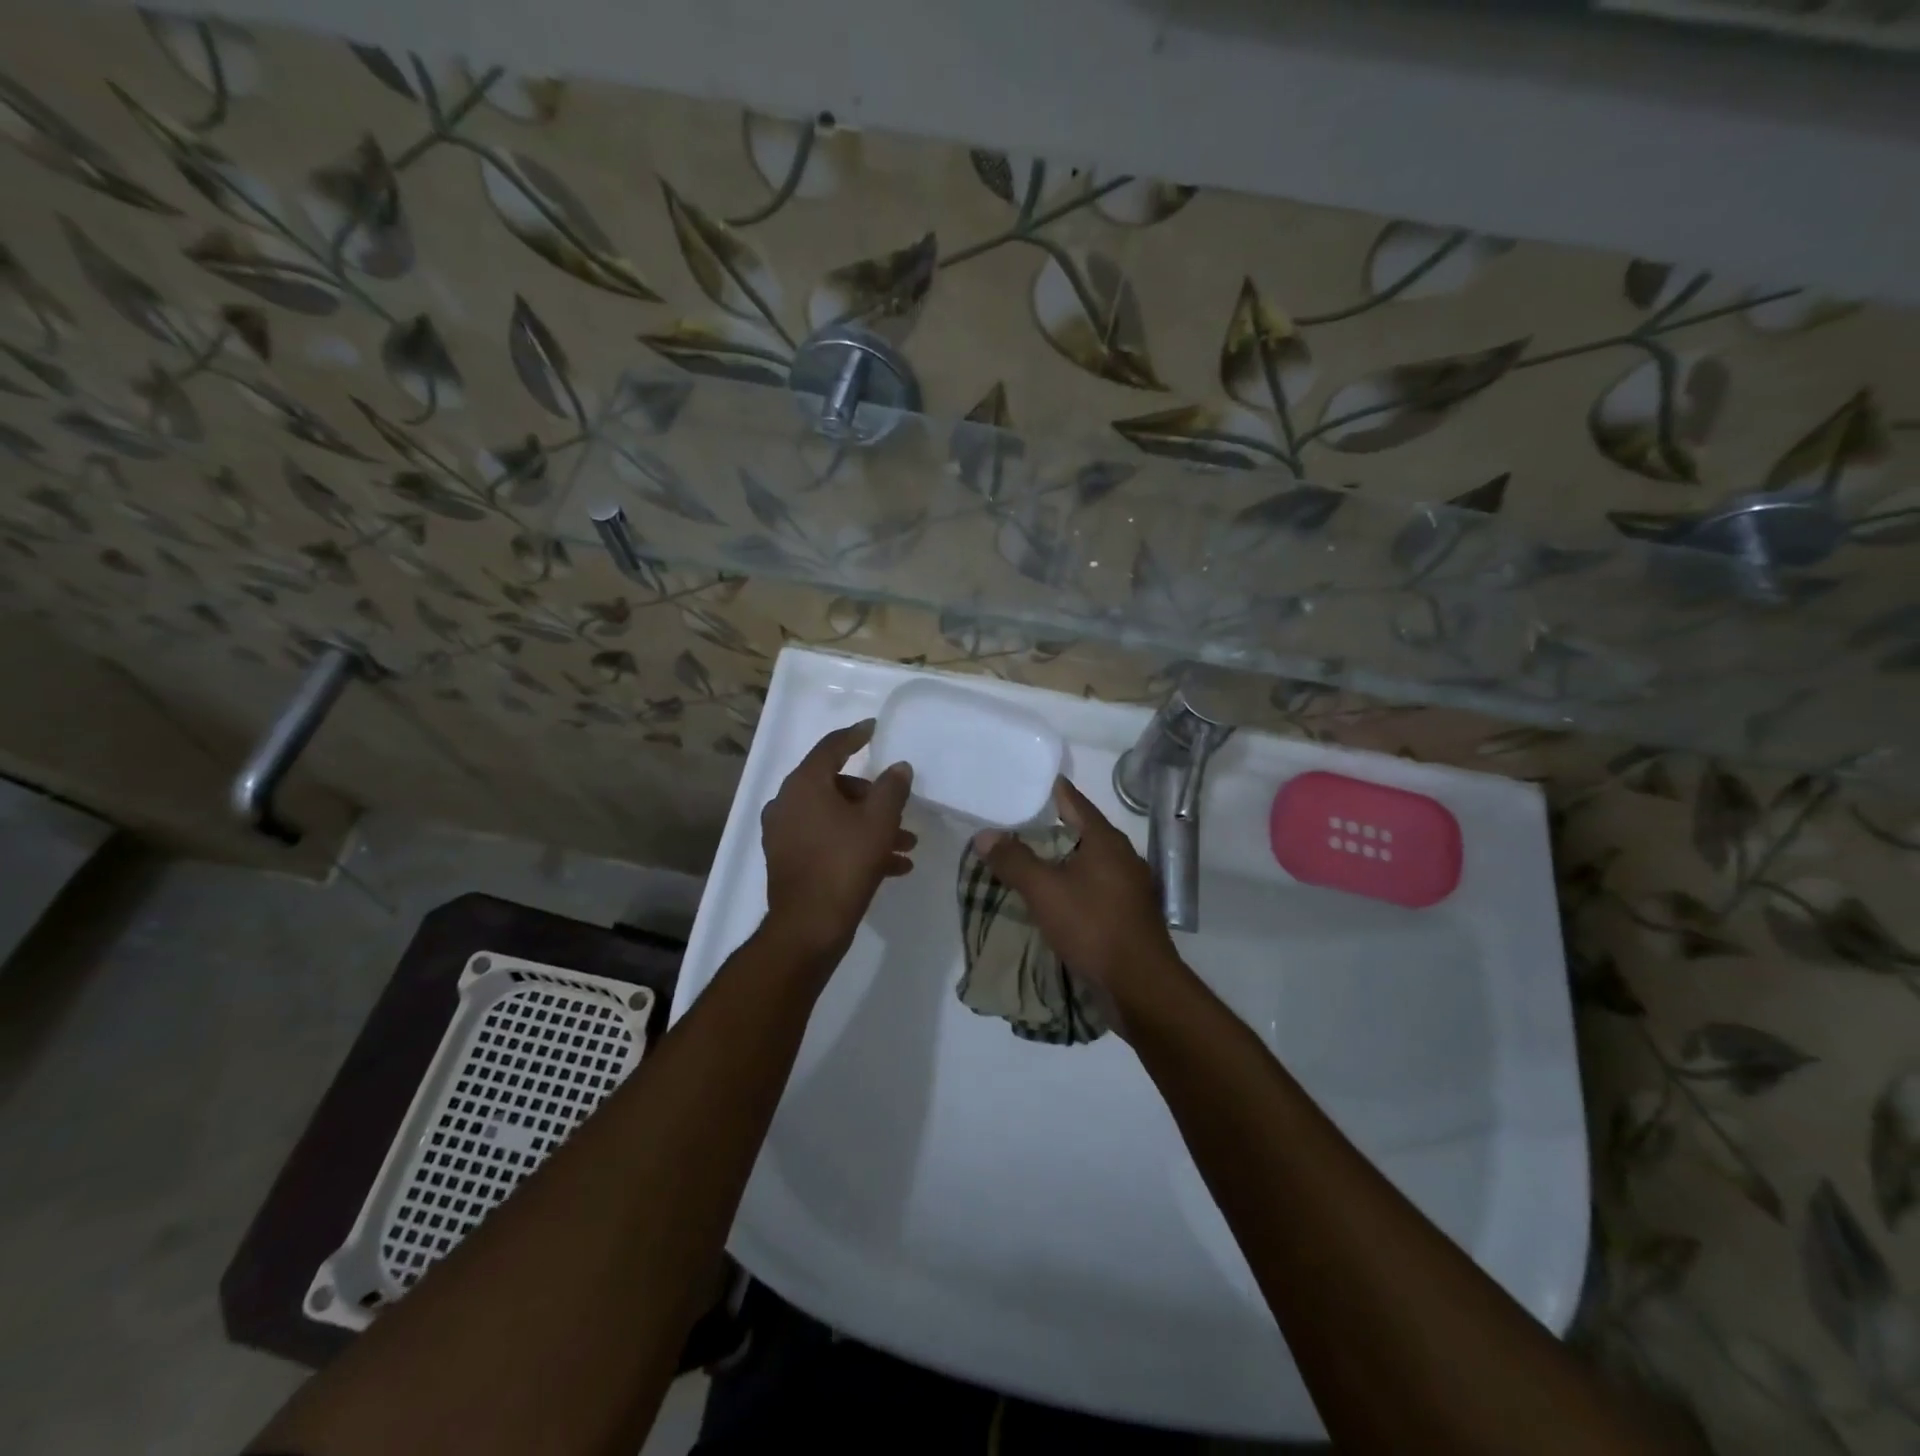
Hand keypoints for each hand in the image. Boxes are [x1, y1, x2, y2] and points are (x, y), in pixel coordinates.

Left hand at [760, 720, 915, 964]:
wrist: (808, 927)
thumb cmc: (844, 864)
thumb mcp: (878, 822)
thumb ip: (892, 788)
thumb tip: (899, 767)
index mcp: (804, 785)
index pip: (831, 748)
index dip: (855, 736)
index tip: (873, 729)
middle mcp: (787, 803)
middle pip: (835, 786)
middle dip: (873, 798)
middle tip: (899, 810)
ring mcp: (783, 833)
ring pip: (834, 817)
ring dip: (869, 826)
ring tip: (906, 846)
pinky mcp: (787, 860)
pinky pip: (825, 840)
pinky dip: (853, 845)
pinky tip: (891, 867)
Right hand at [973, 777, 1187, 1030]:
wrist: (1139, 985)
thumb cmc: (1093, 926)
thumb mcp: (1044, 890)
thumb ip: (1014, 860)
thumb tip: (985, 834)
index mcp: (1106, 840)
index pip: (1074, 802)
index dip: (1050, 791)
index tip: (1026, 783)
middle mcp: (1122, 856)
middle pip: (1080, 832)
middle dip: (1049, 829)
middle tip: (1013, 825)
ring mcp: (1129, 887)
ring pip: (1087, 863)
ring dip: (1060, 861)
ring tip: (1027, 862)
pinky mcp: (1128, 914)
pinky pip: (1094, 888)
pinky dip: (1071, 886)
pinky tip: (1052, 898)